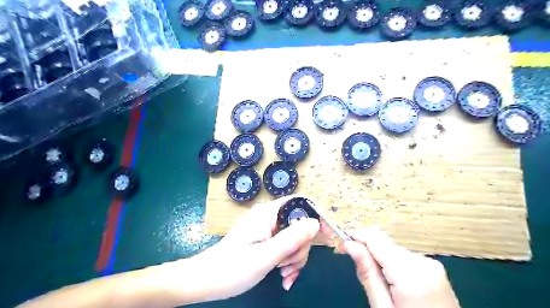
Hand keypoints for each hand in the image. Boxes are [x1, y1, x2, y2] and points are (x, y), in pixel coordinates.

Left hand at [187, 196, 319, 301]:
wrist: (207, 279)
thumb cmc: (232, 268)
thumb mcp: (266, 256)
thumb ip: (291, 238)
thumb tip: (315, 223)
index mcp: (268, 213)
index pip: (300, 203)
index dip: (316, 216)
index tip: (326, 235)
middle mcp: (269, 216)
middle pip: (300, 224)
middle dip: (301, 247)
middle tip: (289, 266)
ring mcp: (267, 227)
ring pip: (295, 237)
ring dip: (295, 257)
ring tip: (284, 275)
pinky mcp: (266, 238)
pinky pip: (286, 245)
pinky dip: (288, 260)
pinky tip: (284, 276)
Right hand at [342, 227, 460, 307]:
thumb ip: (367, 274)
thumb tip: (349, 245)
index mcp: (410, 273)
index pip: (376, 238)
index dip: (356, 236)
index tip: (342, 244)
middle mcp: (423, 262)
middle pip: (385, 243)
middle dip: (368, 250)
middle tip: (358, 271)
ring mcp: (431, 265)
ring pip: (393, 249)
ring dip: (380, 258)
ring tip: (377, 283)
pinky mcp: (434, 269)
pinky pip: (404, 257)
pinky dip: (392, 264)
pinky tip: (392, 283)